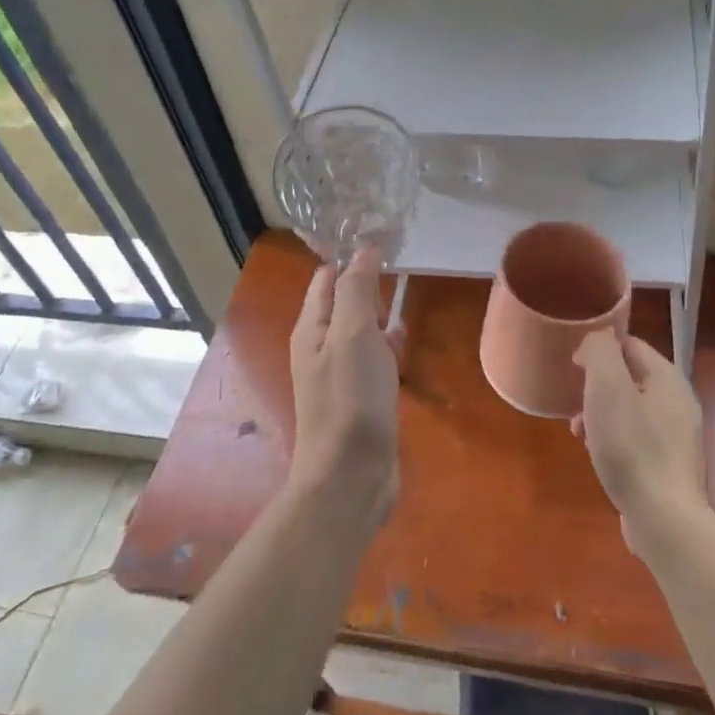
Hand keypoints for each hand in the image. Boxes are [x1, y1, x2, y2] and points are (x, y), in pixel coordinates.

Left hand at [288, 248, 401, 530]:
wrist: (351, 476)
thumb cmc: (350, 399)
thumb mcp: (351, 335)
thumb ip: (356, 290)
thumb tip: (363, 250)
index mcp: (311, 329)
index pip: (326, 279)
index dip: (350, 257)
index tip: (383, 238)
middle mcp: (320, 348)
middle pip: (343, 303)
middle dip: (367, 283)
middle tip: (399, 262)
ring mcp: (340, 374)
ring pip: (360, 330)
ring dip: (378, 314)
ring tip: (403, 294)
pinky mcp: (360, 397)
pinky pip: (373, 359)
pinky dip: (386, 345)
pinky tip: (403, 343)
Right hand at [571, 332, 706, 559]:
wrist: (664, 519)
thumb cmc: (631, 447)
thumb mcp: (607, 387)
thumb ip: (600, 352)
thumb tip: (597, 339)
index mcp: (668, 378)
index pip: (630, 345)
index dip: (599, 350)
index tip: (573, 367)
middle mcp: (679, 402)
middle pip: (630, 378)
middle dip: (597, 387)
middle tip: (575, 403)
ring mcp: (678, 437)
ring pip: (631, 410)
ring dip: (601, 415)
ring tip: (579, 433)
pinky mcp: (671, 466)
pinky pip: (637, 439)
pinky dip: (614, 440)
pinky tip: (599, 457)